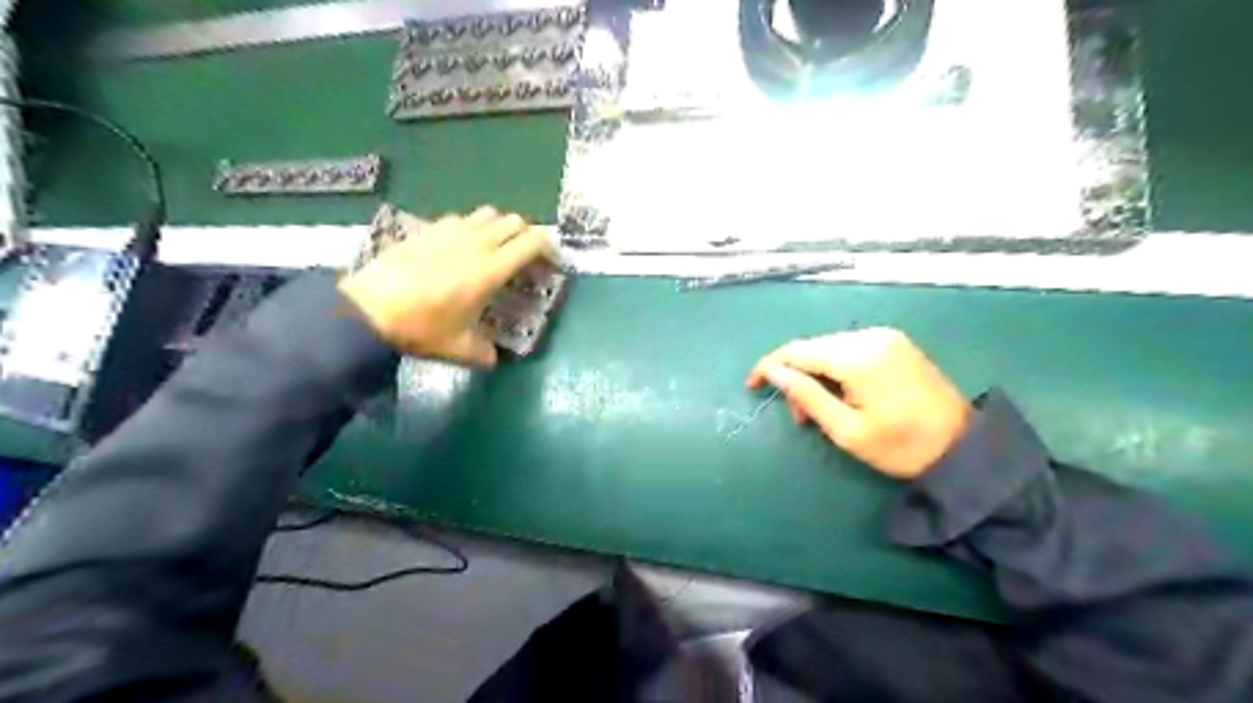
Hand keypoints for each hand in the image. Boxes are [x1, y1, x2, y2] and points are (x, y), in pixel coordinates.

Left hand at [335, 206, 549, 364]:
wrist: (367, 310)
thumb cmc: (421, 328)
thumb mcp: (458, 348)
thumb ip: (484, 353)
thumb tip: (493, 358)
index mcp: (491, 269)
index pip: (532, 242)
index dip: (548, 247)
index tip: (550, 260)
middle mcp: (476, 243)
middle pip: (513, 221)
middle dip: (525, 234)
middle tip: (523, 256)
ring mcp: (449, 232)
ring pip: (487, 214)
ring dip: (498, 226)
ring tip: (493, 248)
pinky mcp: (427, 229)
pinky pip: (460, 219)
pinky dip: (470, 227)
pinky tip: (459, 247)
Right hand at [747, 326, 973, 480]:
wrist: (964, 448)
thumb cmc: (901, 447)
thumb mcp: (846, 430)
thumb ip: (806, 396)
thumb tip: (772, 373)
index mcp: (858, 356)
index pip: (798, 351)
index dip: (769, 366)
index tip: (751, 385)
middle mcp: (870, 336)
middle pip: (813, 347)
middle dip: (795, 375)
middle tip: (797, 415)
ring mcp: (885, 336)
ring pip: (830, 347)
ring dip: (815, 373)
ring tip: (817, 409)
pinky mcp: (895, 343)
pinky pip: (850, 348)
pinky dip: (835, 369)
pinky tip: (839, 392)